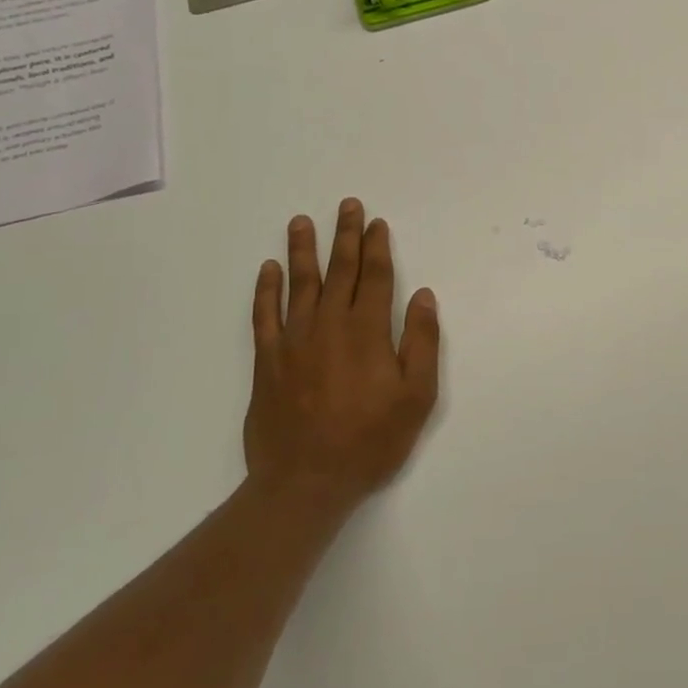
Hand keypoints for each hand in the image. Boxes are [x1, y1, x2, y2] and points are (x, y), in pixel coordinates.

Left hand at [244, 199, 439, 516]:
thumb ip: (421, 341)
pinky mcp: (267, 361)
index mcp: (368, 331)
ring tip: (302, 222)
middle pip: (339, 271)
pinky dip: (266, 290)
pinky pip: (264, 315)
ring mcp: (294, 341)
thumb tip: (422, 296)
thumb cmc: (371, 440)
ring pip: (299, 284)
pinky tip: (268, 269)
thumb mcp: (417, 396)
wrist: (306, 481)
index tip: (377, 222)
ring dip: (303, 250)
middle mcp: (329, 325)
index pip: (376, 277)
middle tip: (347, 205)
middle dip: (345, 236)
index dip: (377, 247)